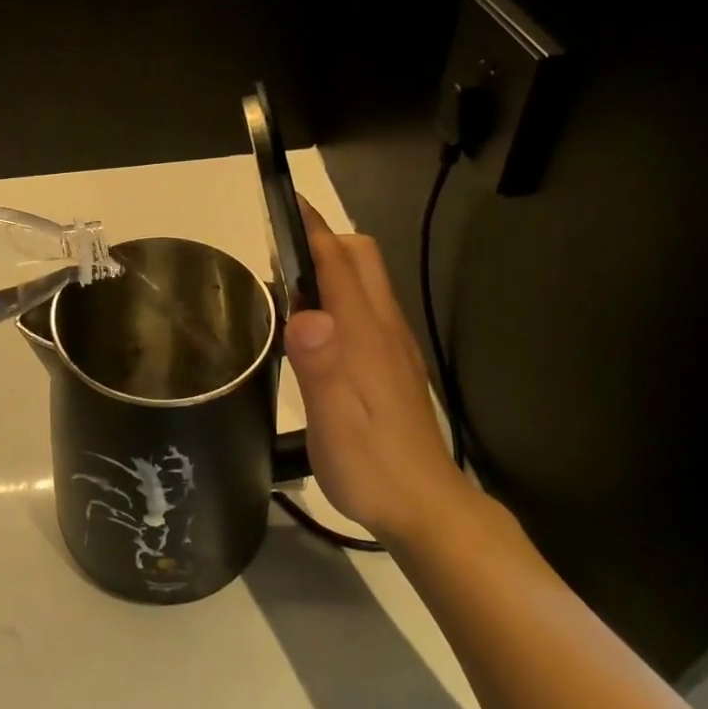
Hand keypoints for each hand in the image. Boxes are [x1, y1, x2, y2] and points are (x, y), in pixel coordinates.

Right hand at [284, 201, 465, 544]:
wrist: (427, 507)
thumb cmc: (371, 464)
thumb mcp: (333, 421)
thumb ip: (319, 365)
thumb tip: (302, 312)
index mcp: (364, 333)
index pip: (338, 261)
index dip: (311, 227)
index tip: (285, 201)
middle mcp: (384, 327)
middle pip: (361, 257)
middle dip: (323, 239)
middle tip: (280, 255)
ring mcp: (394, 344)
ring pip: (367, 279)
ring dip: (332, 265)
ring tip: (290, 286)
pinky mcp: (396, 362)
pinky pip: (368, 306)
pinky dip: (342, 294)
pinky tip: (319, 328)